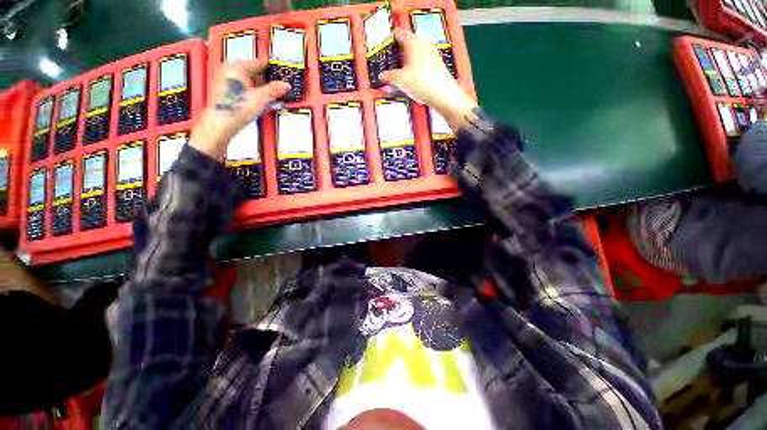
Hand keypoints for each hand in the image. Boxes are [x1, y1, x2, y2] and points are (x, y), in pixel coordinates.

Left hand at [190, 60, 289, 159]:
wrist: (222, 123)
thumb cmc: (239, 108)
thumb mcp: (262, 98)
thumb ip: (275, 90)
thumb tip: (286, 85)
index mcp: (238, 67)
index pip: (260, 63)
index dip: (273, 69)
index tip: (282, 74)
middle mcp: (230, 70)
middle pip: (254, 72)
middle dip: (267, 81)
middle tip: (279, 89)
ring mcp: (227, 80)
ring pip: (249, 81)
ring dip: (261, 88)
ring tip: (271, 98)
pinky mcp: (226, 91)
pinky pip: (244, 88)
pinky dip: (254, 93)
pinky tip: (260, 102)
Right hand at [380, 29, 476, 130]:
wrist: (442, 94)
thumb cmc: (422, 82)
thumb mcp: (401, 80)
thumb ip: (390, 76)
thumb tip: (382, 75)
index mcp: (414, 43)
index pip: (401, 35)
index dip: (394, 37)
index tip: (390, 38)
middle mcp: (424, 46)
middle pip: (410, 44)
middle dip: (402, 49)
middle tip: (395, 54)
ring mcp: (433, 56)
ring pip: (418, 54)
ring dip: (409, 60)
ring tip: (402, 69)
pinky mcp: (437, 67)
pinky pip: (424, 64)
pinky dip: (417, 68)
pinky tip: (414, 77)